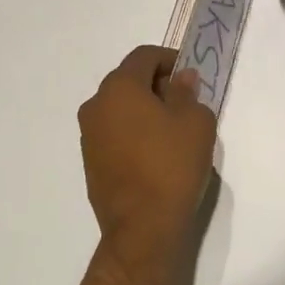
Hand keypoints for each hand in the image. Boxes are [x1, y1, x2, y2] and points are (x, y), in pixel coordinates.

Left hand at [77, 46, 216, 274]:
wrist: (142, 228)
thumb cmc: (172, 166)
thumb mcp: (195, 122)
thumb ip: (187, 92)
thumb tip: (180, 79)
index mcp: (119, 87)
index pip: (144, 56)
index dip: (170, 58)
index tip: (190, 75)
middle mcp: (96, 104)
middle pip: (129, 80)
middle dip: (157, 84)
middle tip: (186, 103)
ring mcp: (89, 134)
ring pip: (120, 107)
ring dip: (144, 110)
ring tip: (172, 131)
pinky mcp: (90, 160)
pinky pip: (114, 132)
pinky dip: (133, 132)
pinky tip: (155, 153)